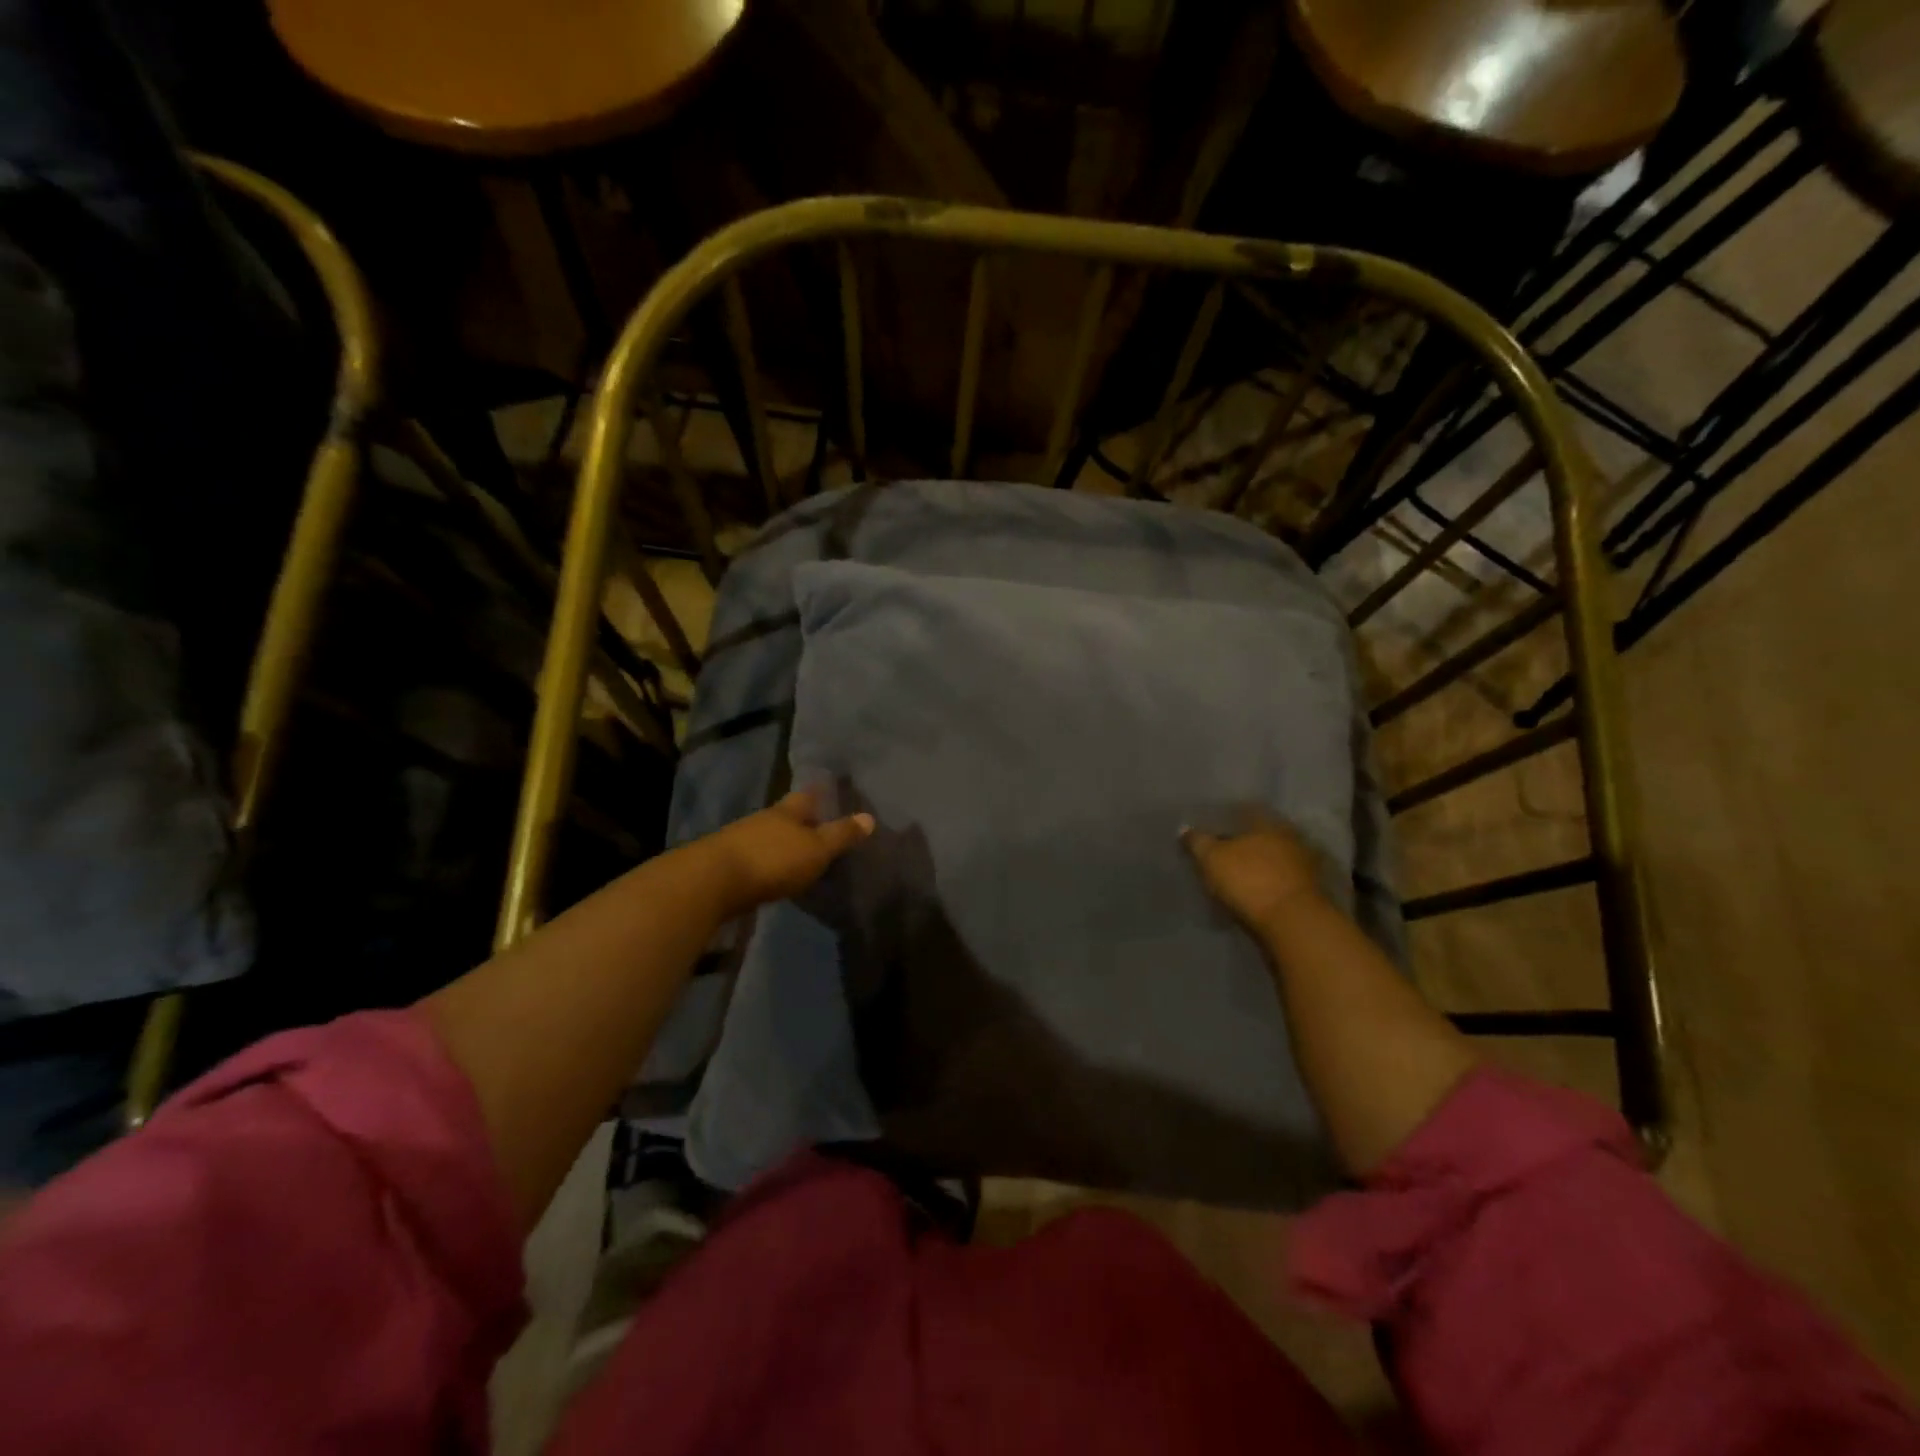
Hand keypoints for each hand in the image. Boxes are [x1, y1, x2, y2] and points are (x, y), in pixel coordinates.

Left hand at [695, 789, 875, 918]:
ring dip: (780, 842)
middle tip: (817, 823)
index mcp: (787, 812)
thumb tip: (870, 817)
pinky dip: (765, 861)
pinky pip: (752, 856)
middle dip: (799, 819)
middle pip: (785, 815)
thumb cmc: (772, 860)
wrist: (711, 882)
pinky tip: (771, 872)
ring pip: (767, 835)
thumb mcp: (816, 850)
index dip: (819, 792)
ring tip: (796, 851)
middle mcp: (762, 819)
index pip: (807, 796)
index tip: (828, 787)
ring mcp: (739, 840)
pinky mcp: (724, 864)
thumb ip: (841, 835)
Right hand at [1181, 814, 1327, 933]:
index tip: (1210, 828)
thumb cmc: (1249, 880)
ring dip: (1260, 864)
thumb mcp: (1212, 858)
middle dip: (1245, 842)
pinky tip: (1257, 893)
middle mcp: (1290, 836)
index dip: (1226, 818)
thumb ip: (1197, 842)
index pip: (1245, 810)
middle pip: (1263, 834)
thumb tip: (1184, 829)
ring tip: (1240, 875)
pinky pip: (1285, 880)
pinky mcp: (1312, 891)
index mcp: (1268, 822)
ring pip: (1276, 857)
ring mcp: (1306, 864)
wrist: (1293, 923)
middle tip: (1224, 852)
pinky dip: (1272, 883)